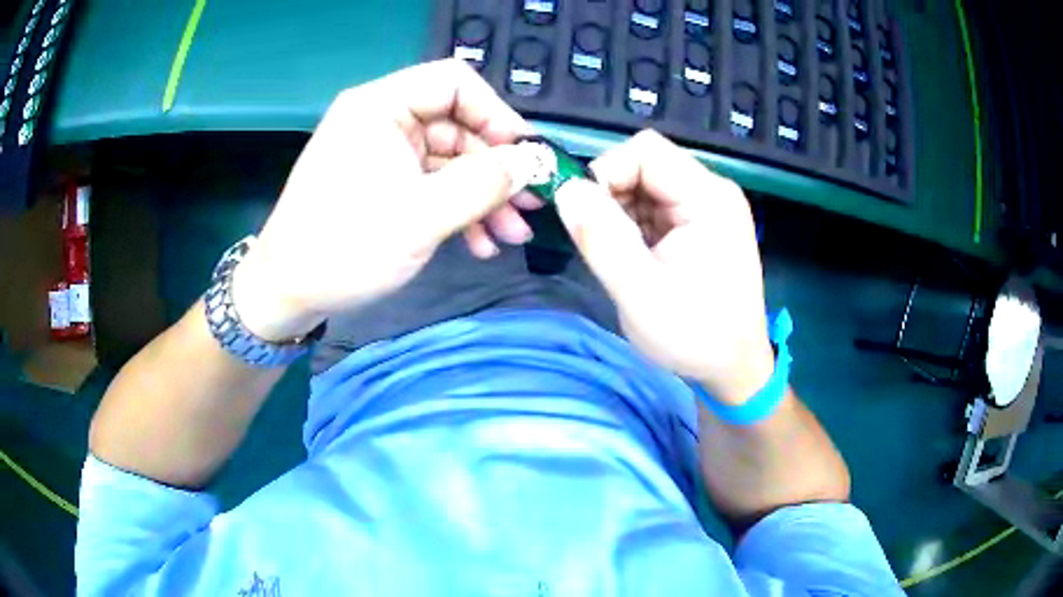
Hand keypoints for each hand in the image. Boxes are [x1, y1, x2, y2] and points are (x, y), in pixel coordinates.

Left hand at [231, 59, 541, 340]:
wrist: (288, 294)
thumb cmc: (345, 247)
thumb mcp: (422, 215)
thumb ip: (484, 183)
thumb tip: (533, 163)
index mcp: (380, 106)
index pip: (454, 83)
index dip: (496, 114)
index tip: (525, 156)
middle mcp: (382, 120)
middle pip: (457, 125)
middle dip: (496, 169)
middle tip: (531, 206)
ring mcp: (383, 153)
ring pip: (450, 161)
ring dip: (483, 197)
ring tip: (512, 236)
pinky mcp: (383, 183)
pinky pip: (432, 184)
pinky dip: (458, 209)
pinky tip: (480, 244)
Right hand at [555, 130, 773, 403]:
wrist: (734, 369)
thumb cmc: (695, 336)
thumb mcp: (639, 292)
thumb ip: (601, 237)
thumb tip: (566, 188)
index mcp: (708, 197)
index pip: (645, 150)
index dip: (607, 172)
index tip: (587, 216)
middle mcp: (712, 191)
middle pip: (645, 163)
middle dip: (612, 196)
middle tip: (603, 243)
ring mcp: (708, 207)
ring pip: (646, 184)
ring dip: (621, 213)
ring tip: (623, 257)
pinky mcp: (700, 224)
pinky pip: (655, 206)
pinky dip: (634, 225)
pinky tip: (636, 258)